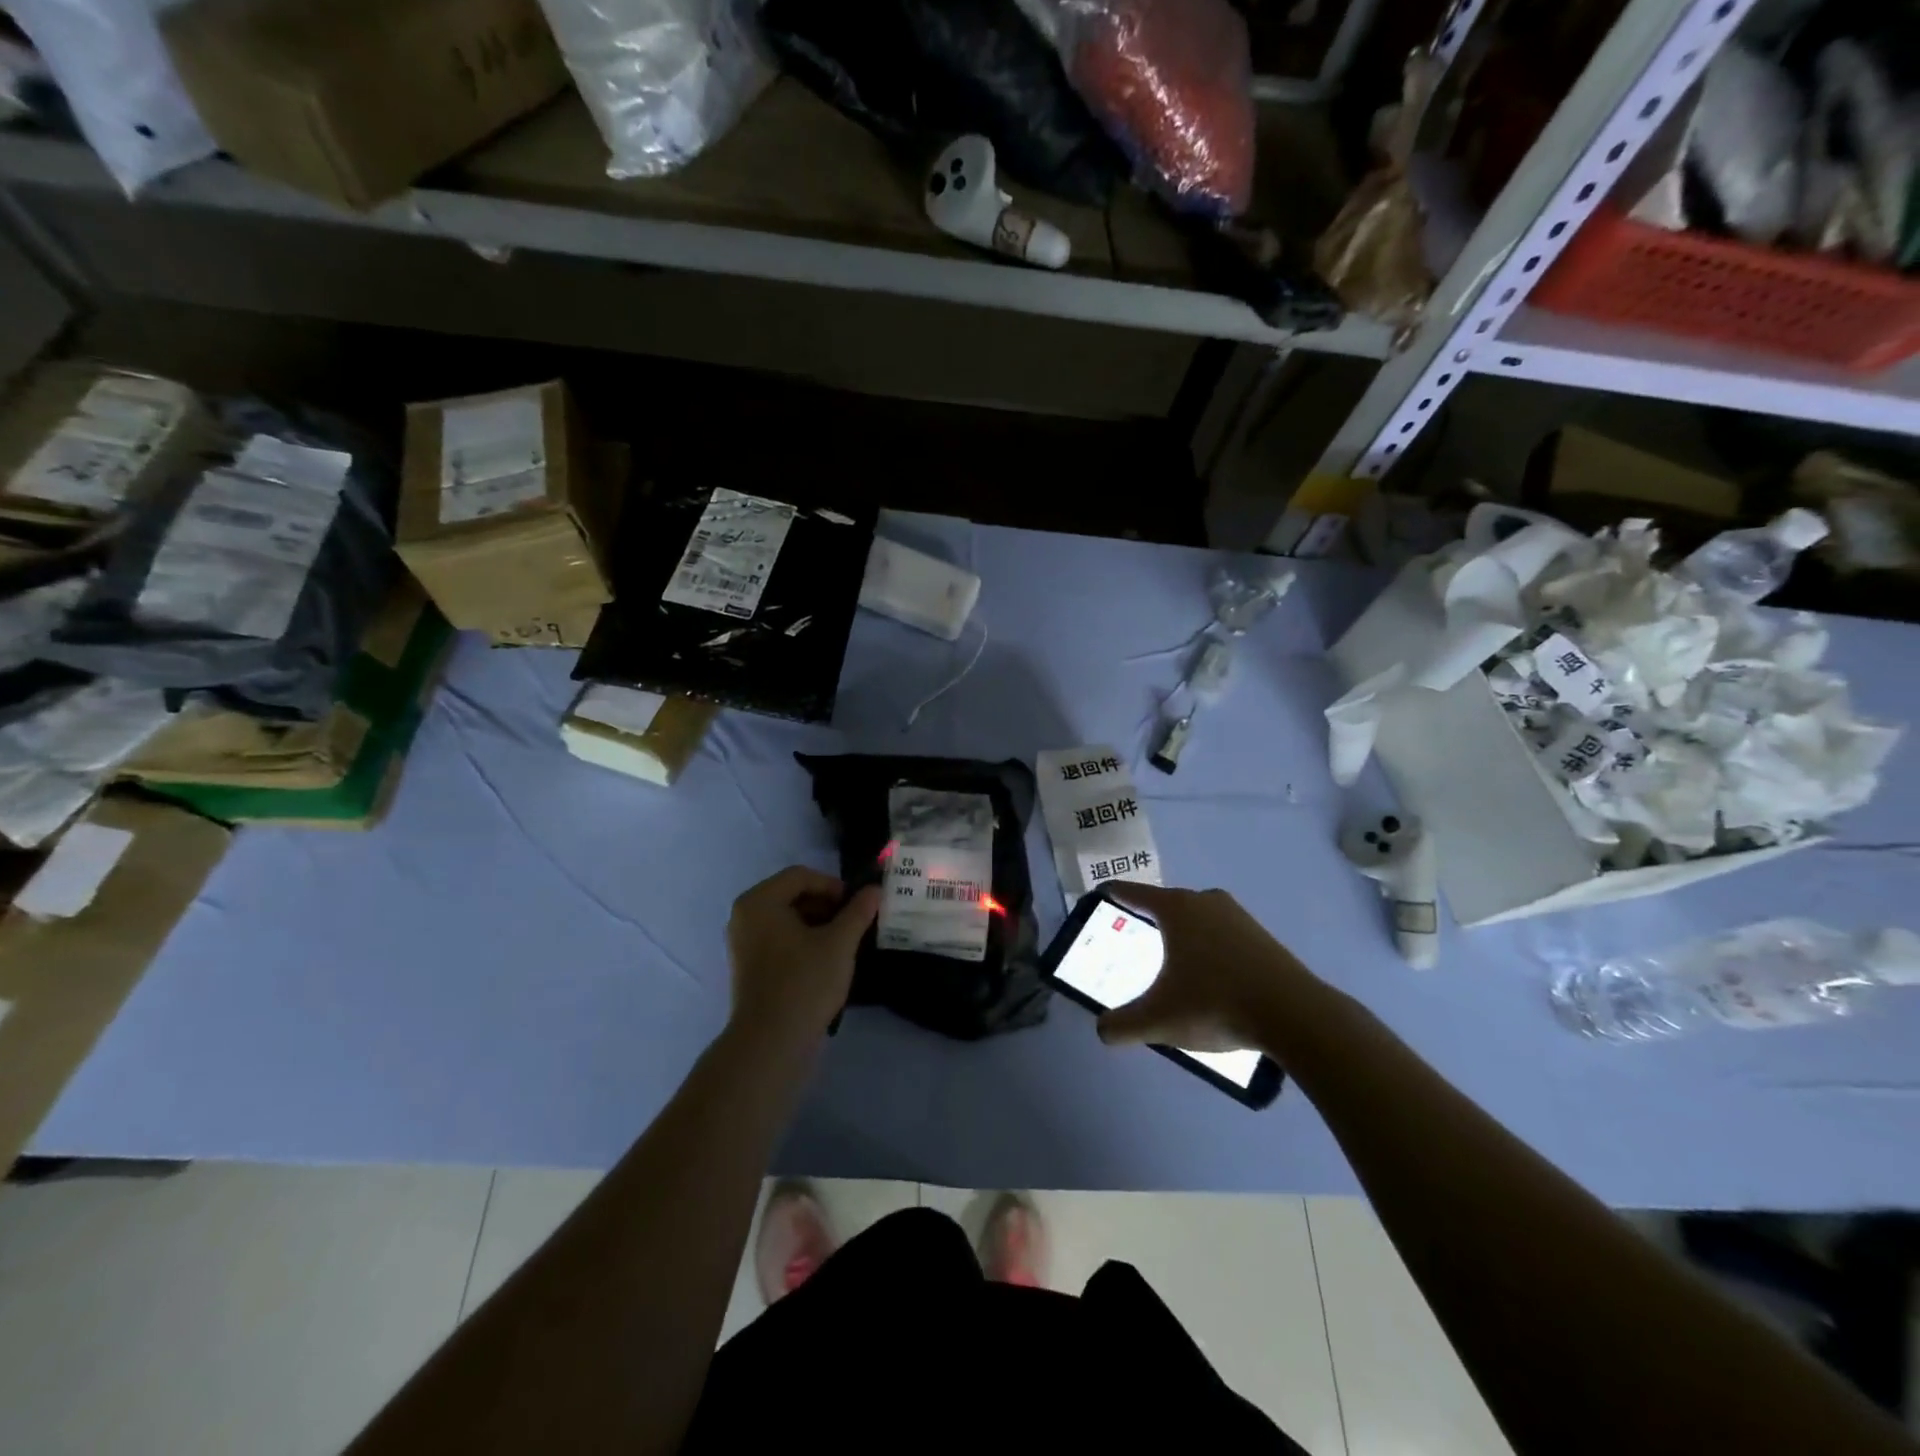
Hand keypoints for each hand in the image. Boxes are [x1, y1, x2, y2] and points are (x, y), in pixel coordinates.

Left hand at [726, 866, 879, 1048]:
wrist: (770, 1045)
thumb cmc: (804, 983)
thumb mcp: (839, 943)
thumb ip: (858, 911)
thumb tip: (874, 890)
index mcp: (759, 901)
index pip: (801, 876)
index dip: (834, 886)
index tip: (858, 906)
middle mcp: (745, 916)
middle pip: (793, 896)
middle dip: (827, 906)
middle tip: (855, 925)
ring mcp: (744, 944)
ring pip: (788, 921)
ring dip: (819, 926)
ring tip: (845, 945)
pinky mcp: (749, 968)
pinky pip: (780, 942)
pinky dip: (804, 944)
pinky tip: (826, 963)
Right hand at [1096, 883, 1312, 1053]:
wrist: (1295, 1015)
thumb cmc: (1216, 1003)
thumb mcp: (1160, 1020)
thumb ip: (1123, 1025)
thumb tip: (1102, 1031)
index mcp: (1175, 908)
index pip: (1131, 892)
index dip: (1110, 893)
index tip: (1097, 896)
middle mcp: (1204, 900)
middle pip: (1165, 904)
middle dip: (1147, 920)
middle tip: (1131, 941)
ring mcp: (1237, 915)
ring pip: (1196, 919)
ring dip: (1181, 937)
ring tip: (1169, 964)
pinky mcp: (1261, 935)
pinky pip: (1221, 934)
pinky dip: (1207, 949)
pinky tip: (1208, 978)